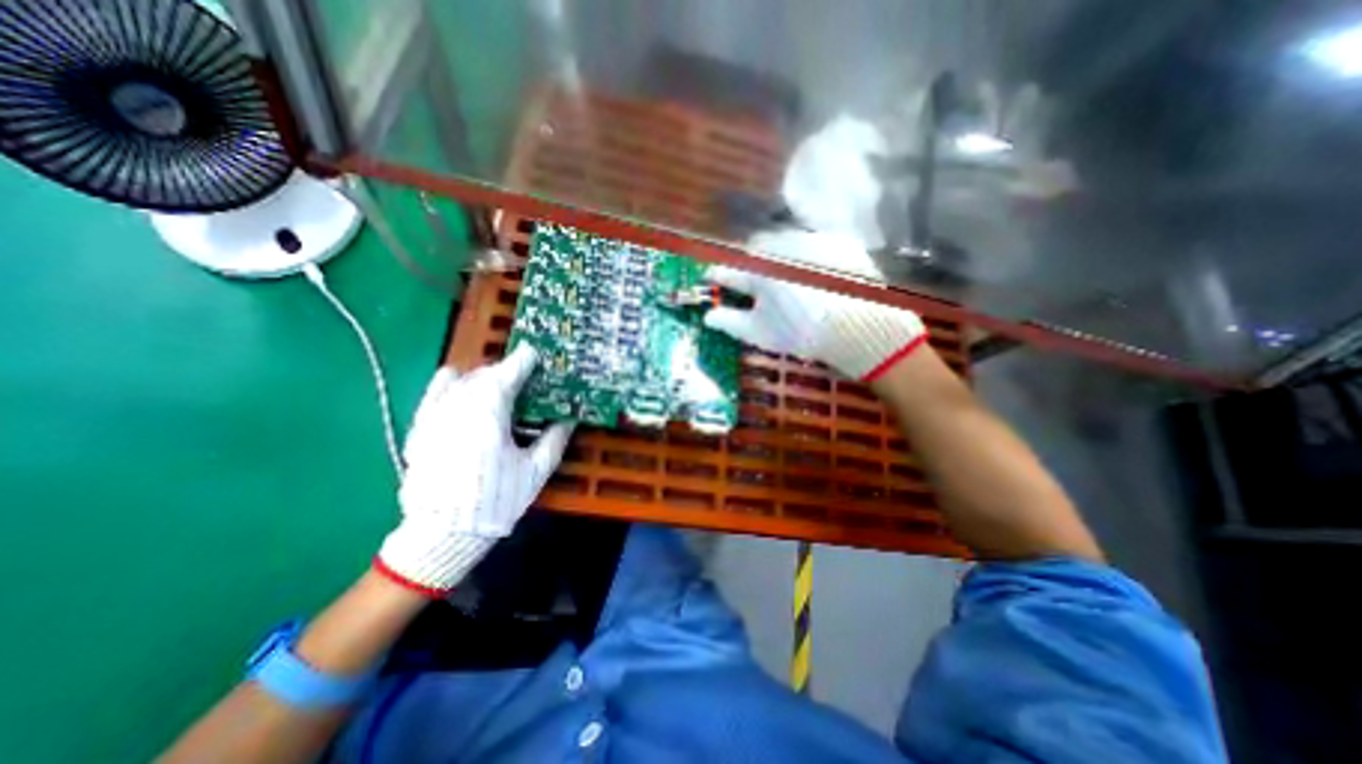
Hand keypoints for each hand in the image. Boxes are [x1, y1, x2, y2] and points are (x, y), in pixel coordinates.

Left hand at [369, 343, 571, 594]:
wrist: (443, 534)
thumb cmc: (496, 501)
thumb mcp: (535, 472)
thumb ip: (554, 439)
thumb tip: (569, 419)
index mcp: (489, 416)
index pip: (506, 376)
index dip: (522, 361)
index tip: (533, 352)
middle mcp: (459, 408)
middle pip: (483, 375)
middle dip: (504, 371)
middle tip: (522, 377)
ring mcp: (434, 417)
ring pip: (459, 381)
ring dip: (480, 377)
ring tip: (494, 386)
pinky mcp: (419, 429)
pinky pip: (433, 394)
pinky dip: (450, 385)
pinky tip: (459, 389)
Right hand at [701, 228, 924, 377]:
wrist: (858, 327)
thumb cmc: (801, 332)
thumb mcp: (759, 332)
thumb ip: (729, 321)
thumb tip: (707, 316)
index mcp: (759, 270)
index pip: (730, 270)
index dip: (718, 275)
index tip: (711, 277)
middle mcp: (783, 246)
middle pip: (757, 249)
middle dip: (752, 263)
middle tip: (756, 282)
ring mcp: (813, 240)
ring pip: (785, 241)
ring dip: (779, 255)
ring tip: (788, 278)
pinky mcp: (839, 242)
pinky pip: (814, 242)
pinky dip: (807, 254)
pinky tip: (815, 275)